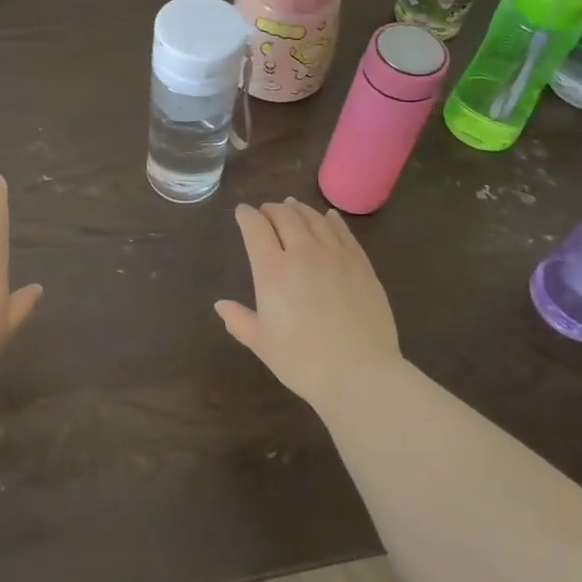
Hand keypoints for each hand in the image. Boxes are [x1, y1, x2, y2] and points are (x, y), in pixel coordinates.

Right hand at [215, 198, 402, 411]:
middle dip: (271, 209)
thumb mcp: (262, 344)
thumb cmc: (303, 361)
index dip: (246, 215)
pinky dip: (331, 219)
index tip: (242, 212)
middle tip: (266, 211)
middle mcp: (303, 252)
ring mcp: (335, 255)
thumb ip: (239, 320)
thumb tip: (220, 304)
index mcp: (273, 270)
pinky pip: (343, 232)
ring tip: (292, 206)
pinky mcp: (361, 264)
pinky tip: (328, 216)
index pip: (255, 228)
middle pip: (284, 216)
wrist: (360, 374)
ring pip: (314, 218)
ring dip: (299, 209)